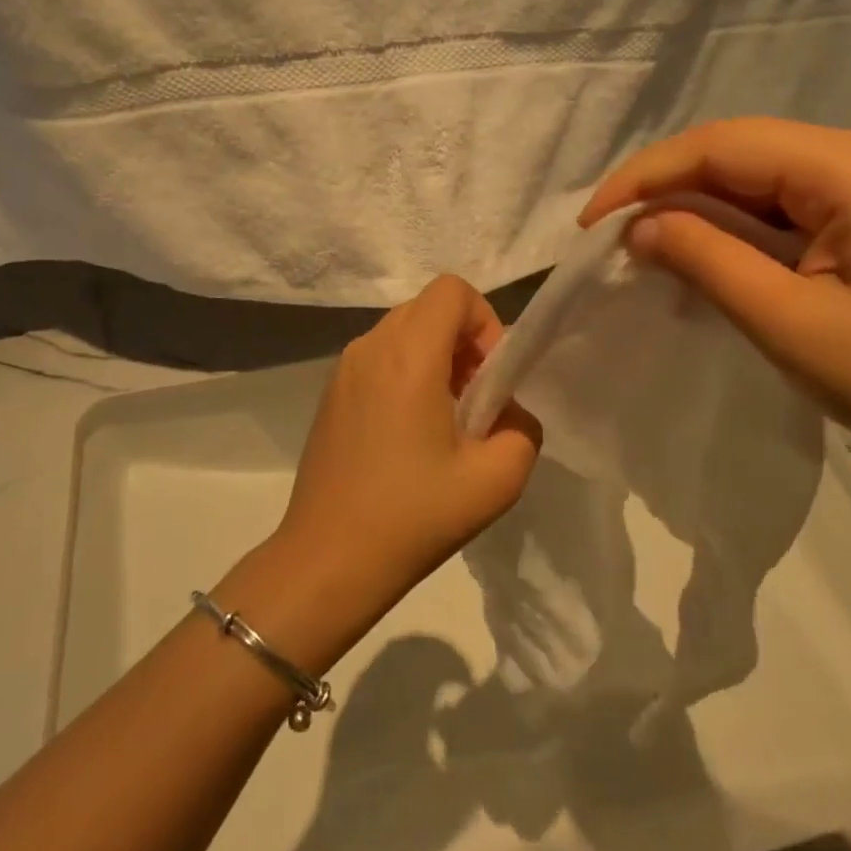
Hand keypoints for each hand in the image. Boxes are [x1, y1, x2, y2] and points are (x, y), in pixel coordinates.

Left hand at [274, 275, 543, 618]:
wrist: (327, 560)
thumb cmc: (413, 516)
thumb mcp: (496, 480)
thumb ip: (523, 430)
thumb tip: (508, 413)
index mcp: (408, 354)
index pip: (453, 290)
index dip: (484, 322)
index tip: (489, 377)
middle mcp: (371, 346)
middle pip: (428, 308)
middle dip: (463, 342)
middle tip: (474, 402)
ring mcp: (344, 368)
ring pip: (403, 332)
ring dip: (435, 359)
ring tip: (444, 422)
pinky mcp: (331, 393)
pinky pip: (379, 358)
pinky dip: (405, 374)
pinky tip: (408, 436)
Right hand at [581, 119, 850, 497]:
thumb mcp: (792, 325)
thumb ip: (707, 261)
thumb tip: (638, 226)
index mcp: (849, 168)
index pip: (719, 145)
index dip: (645, 177)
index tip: (592, 224)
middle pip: (735, 151)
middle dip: (665, 188)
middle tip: (611, 237)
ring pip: (755, 175)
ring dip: (695, 206)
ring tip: (645, 245)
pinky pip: (782, 202)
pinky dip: (732, 225)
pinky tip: (705, 254)